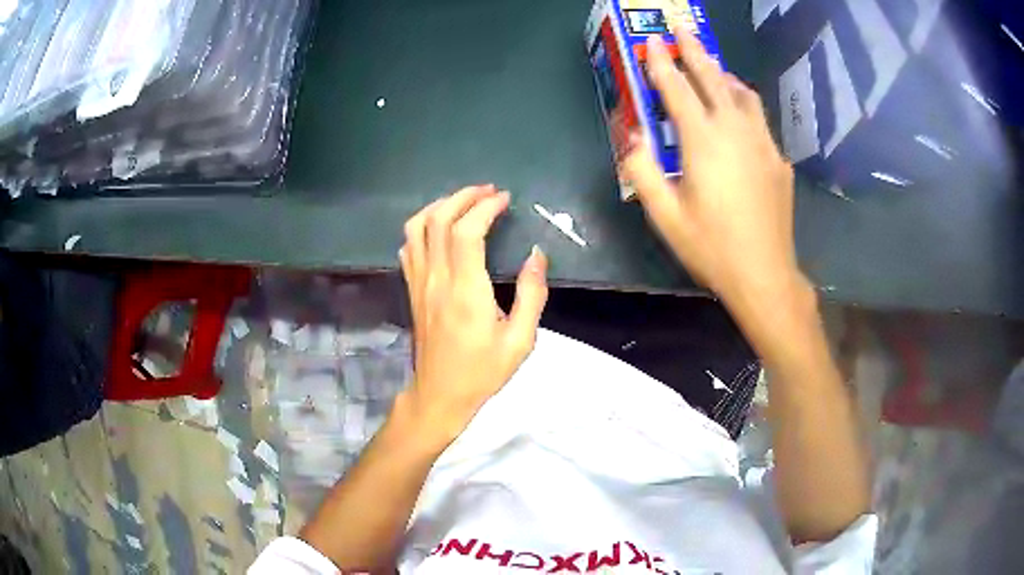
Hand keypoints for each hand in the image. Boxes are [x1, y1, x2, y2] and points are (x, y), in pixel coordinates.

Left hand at [398, 185, 548, 442]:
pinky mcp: (411, 290)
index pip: (467, 231)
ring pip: (416, 228)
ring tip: (464, 202)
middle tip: (488, 192)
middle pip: (439, 219)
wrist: (440, 394)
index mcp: (466, 290)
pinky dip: (422, 226)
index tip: (504, 199)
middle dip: (463, 196)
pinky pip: (408, 247)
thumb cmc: (483, 372)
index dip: (485, 207)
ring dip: (439, 206)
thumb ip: (531, 294)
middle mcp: (436, 279)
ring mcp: (418, 283)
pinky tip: (439, 229)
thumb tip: (537, 255)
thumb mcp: (520, 340)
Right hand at [622, 32, 806, 309]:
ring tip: (712, 67)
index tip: (651, 42)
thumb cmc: (712, 248)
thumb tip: (633, 136)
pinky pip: (759, 120)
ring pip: (743, 94)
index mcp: (704, 141)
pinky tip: (739, 114)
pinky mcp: (778, 159)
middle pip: (712, 79)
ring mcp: (762, 143)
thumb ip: (643, 171)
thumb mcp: (666, 216)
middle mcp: (736, 131)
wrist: (764, 274)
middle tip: (681, 29)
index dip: (660, 63)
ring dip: (723, 75)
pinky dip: (744, 105)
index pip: (677, 89)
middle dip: (694, 51)